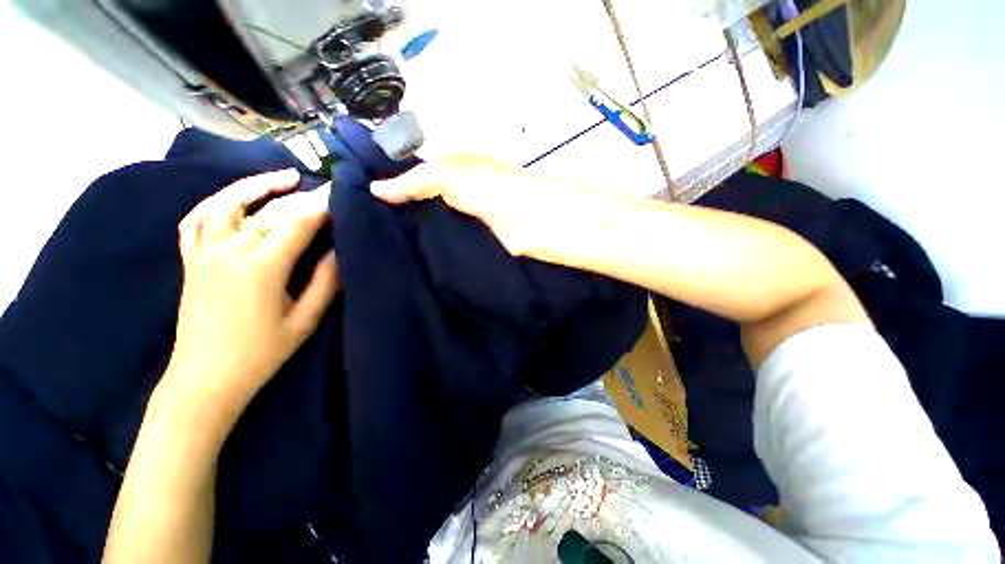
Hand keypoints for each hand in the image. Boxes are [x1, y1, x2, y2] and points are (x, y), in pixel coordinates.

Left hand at [165, 169, 338, 431]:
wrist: (205, 379)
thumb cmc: (261, 353)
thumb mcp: (305, 320)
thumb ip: (326, 282)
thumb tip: (340, 251)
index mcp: (261, 267)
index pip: (297, 223)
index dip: (322, 206)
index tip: (342, 195)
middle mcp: (229, 250)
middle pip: (269, 210)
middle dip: (302, 197)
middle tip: (326, 189)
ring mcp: (204, 253)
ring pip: (227, 203)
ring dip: (256, 186)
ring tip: (283, 177)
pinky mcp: (191, 260)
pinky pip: (197, 220)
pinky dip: (217, 202)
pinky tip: (234, 198)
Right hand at [370, 154, 594, 256]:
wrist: (528, 221)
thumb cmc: (491, 188)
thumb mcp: (449, 174)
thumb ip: (414, 180)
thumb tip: (374, 189)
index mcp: (450, 170)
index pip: (412, 174)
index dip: (388, 183)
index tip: (357, 198)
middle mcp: (454, 193)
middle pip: (420, 201)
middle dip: (396, 211)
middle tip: (362, 226)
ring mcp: (462, 218)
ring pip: (430, 222)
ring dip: (410, 231)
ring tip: (378, 243)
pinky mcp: (470, 240)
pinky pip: (444, 241)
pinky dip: (429, 246)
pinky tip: (407, 255)